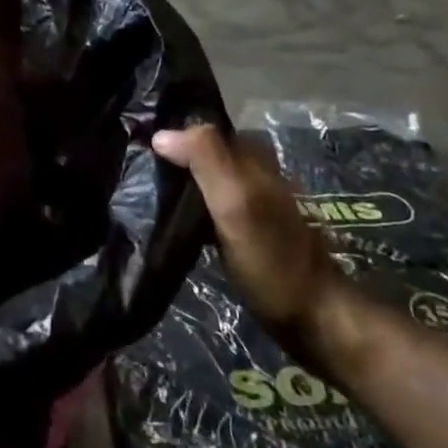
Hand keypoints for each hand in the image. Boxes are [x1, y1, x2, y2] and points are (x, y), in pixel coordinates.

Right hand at [153, 126, 341, 345]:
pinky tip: (169, 217)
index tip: (135, 143)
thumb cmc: (272, 260)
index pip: (203, 127)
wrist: (314, 320)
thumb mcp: (236, 203)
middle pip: (203, 150)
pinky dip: (189, 205)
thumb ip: (206, 159)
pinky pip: (209, 204)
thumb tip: (161, 134)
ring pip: (206, 177)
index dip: (171, 130)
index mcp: (252, 157)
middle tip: (132, 167)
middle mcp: (253, 172)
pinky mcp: (247, 231)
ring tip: (142, 189)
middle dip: (172, 154)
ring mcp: (251, 203)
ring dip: (178, 180)